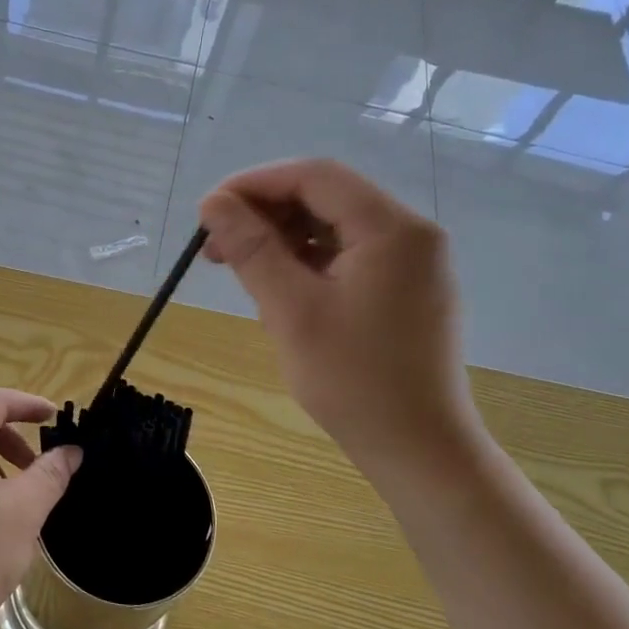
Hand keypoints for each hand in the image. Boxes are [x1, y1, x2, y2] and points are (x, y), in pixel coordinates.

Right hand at [198, 159, 478, 472]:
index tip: (208, 211)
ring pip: (334, 226)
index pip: (315, 177)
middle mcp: (409, 234)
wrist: (420, 451)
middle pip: (326, 197)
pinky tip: (274, 284)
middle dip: (264, 212)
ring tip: (235, 264)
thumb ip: (252, 249)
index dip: (254, 184)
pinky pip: (348, 255)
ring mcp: (412, 263)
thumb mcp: (291, 310)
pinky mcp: (405, 289)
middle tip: (214, 245)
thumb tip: (213, 203)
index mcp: (392, 229)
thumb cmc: (354, 381)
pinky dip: (306, 260)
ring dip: (281, 237)